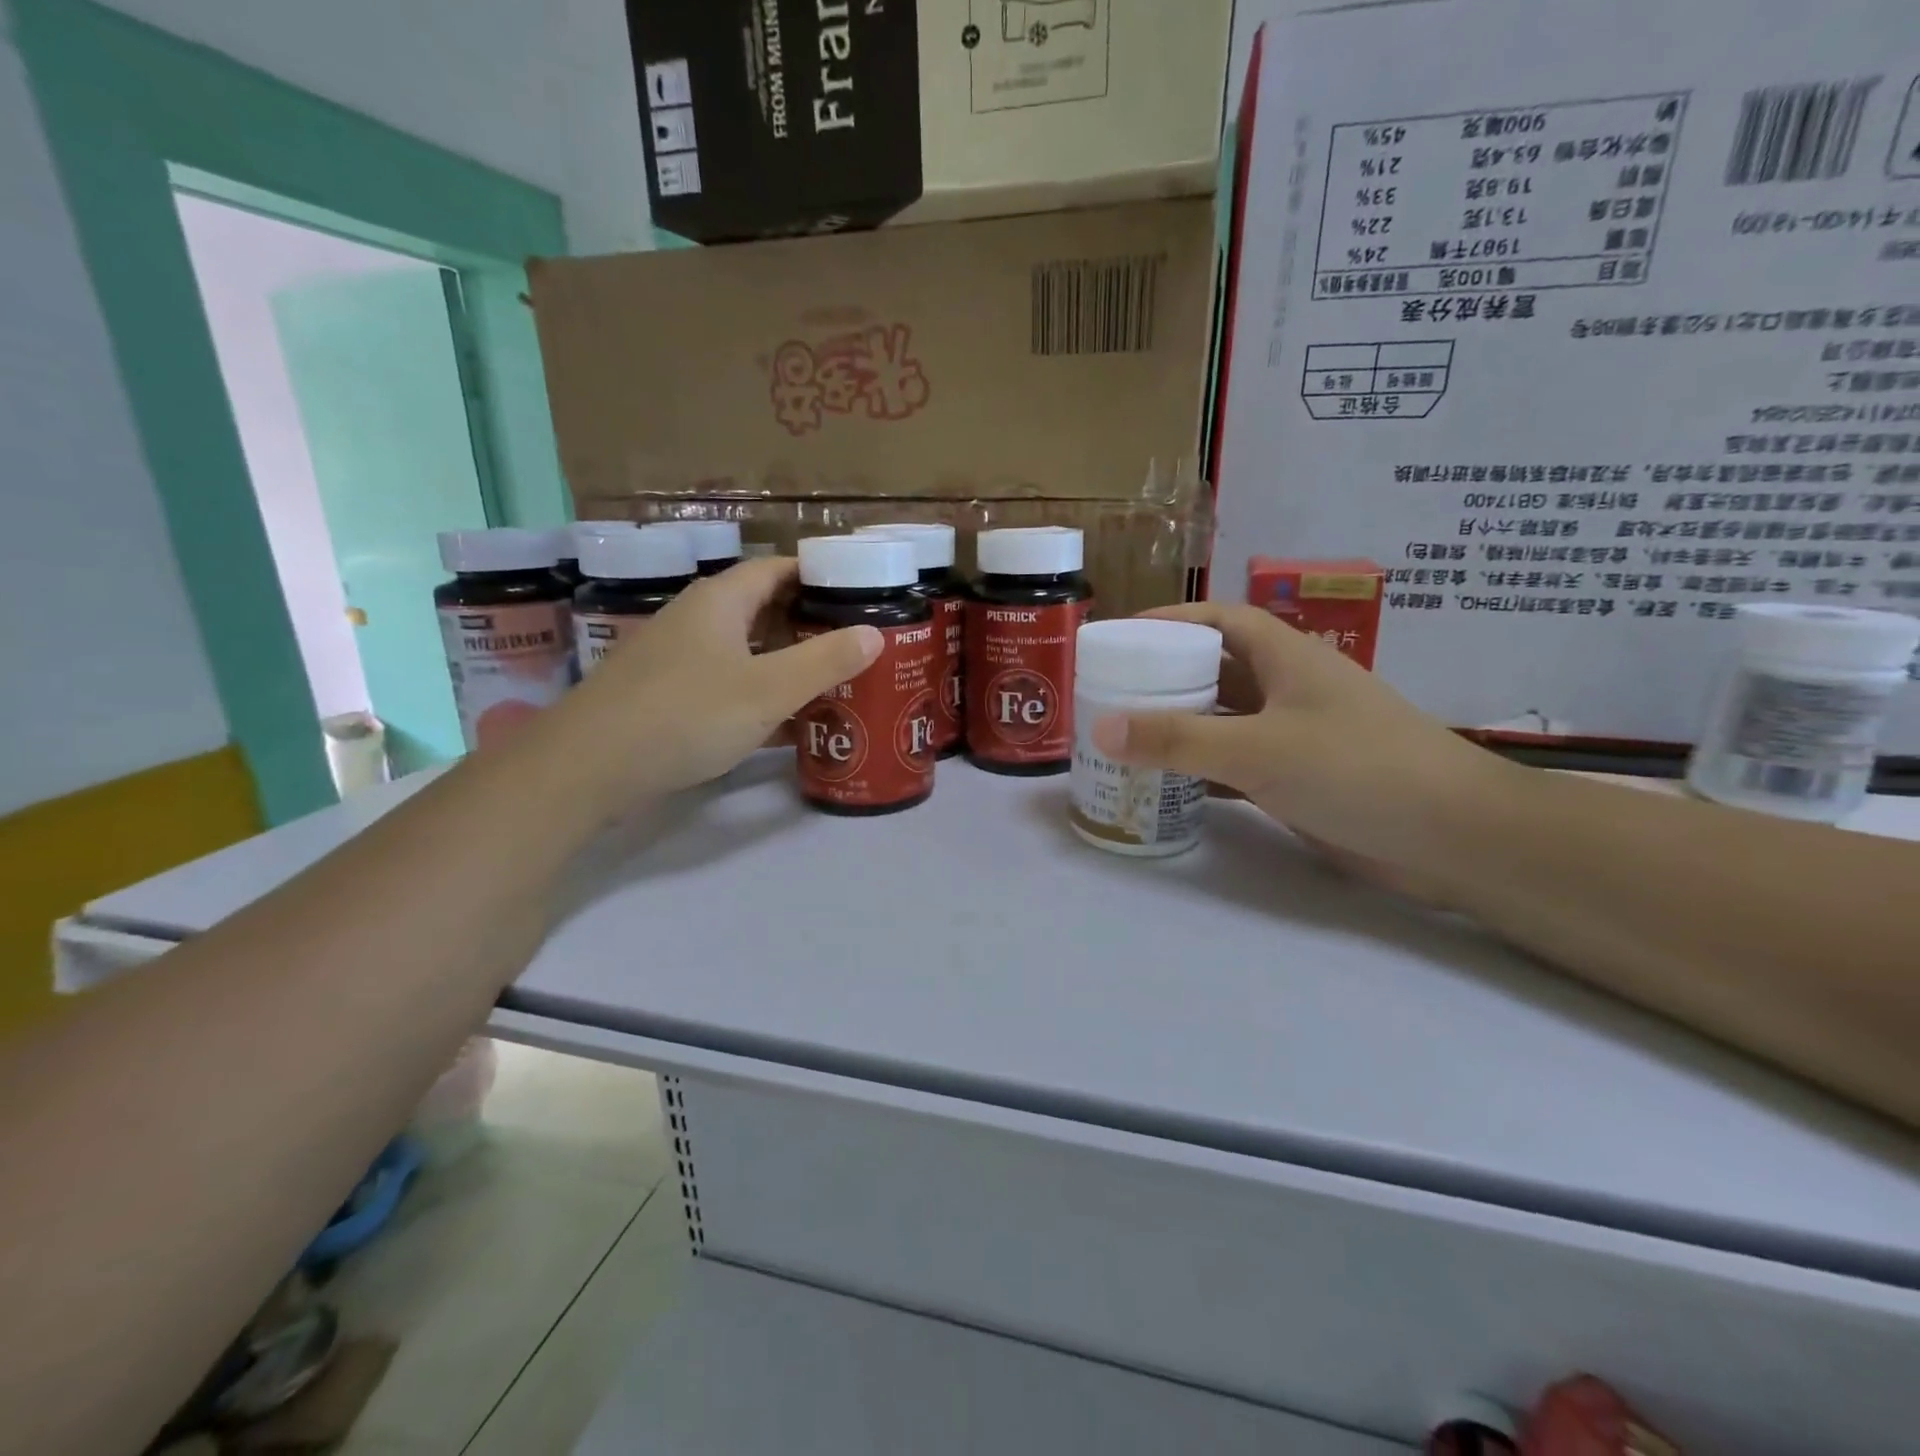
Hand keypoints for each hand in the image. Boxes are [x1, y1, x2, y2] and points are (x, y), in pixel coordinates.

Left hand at [542, 557, 880, 801]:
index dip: (818, 576)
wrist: (589, 766)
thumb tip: (873, 633)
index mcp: (720, 600)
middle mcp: (696, 618)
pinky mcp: (664, 692)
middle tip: (853, 645)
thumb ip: (825, 661)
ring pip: (743, 648)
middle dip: (808, 623)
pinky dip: (756, 691)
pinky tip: (781, 720)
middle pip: (762, 608)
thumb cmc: (686, 714)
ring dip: (784, 661)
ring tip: (829, 680)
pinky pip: (724, 680)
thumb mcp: (768, 689)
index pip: (777, 568)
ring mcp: (675, 656)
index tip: (858, 595)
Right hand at [1089, 603, 1511, 878]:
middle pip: (1216, 669)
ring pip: (1224, 720)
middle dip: (1166, 676)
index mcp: (1287, 658)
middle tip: (1110, 691)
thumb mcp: (1259, 748)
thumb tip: (1101, 726)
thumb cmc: (1357, 769)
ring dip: (1181, 725)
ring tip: (1124, 735)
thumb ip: (1178, 739)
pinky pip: (1235, 764)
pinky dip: (1201, 769)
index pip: (1222, 620)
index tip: (1125, 634)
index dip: (1174, 619)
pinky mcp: (1298, 779)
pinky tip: (1165, 782)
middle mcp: (1289, 690)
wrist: (1453, 838)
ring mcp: (1295, 736)